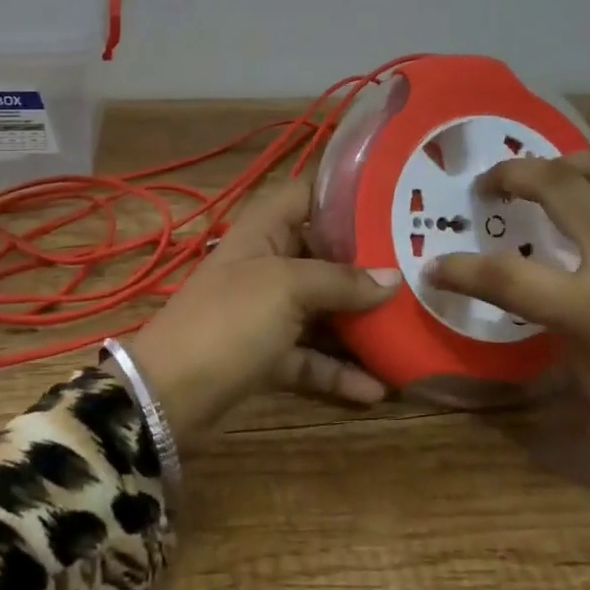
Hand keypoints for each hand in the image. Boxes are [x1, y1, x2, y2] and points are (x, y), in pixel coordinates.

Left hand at [124, 178, 399, 449]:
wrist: (169, 396)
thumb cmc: (230, 320)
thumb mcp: (286, 288)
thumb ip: (340, 280)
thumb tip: (394, 277)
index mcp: (263, 231)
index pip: (305, 195)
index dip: (344, 193)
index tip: (394, 200)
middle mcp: (267, 265)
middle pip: (323, 255)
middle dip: (368, 264)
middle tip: (420, 268)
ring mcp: (267, 312)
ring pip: (323, 309)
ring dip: (361, 322)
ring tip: (410, 328)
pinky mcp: (268, 355)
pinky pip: (312, 356)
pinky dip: (340, 371)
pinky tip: (379, 388)